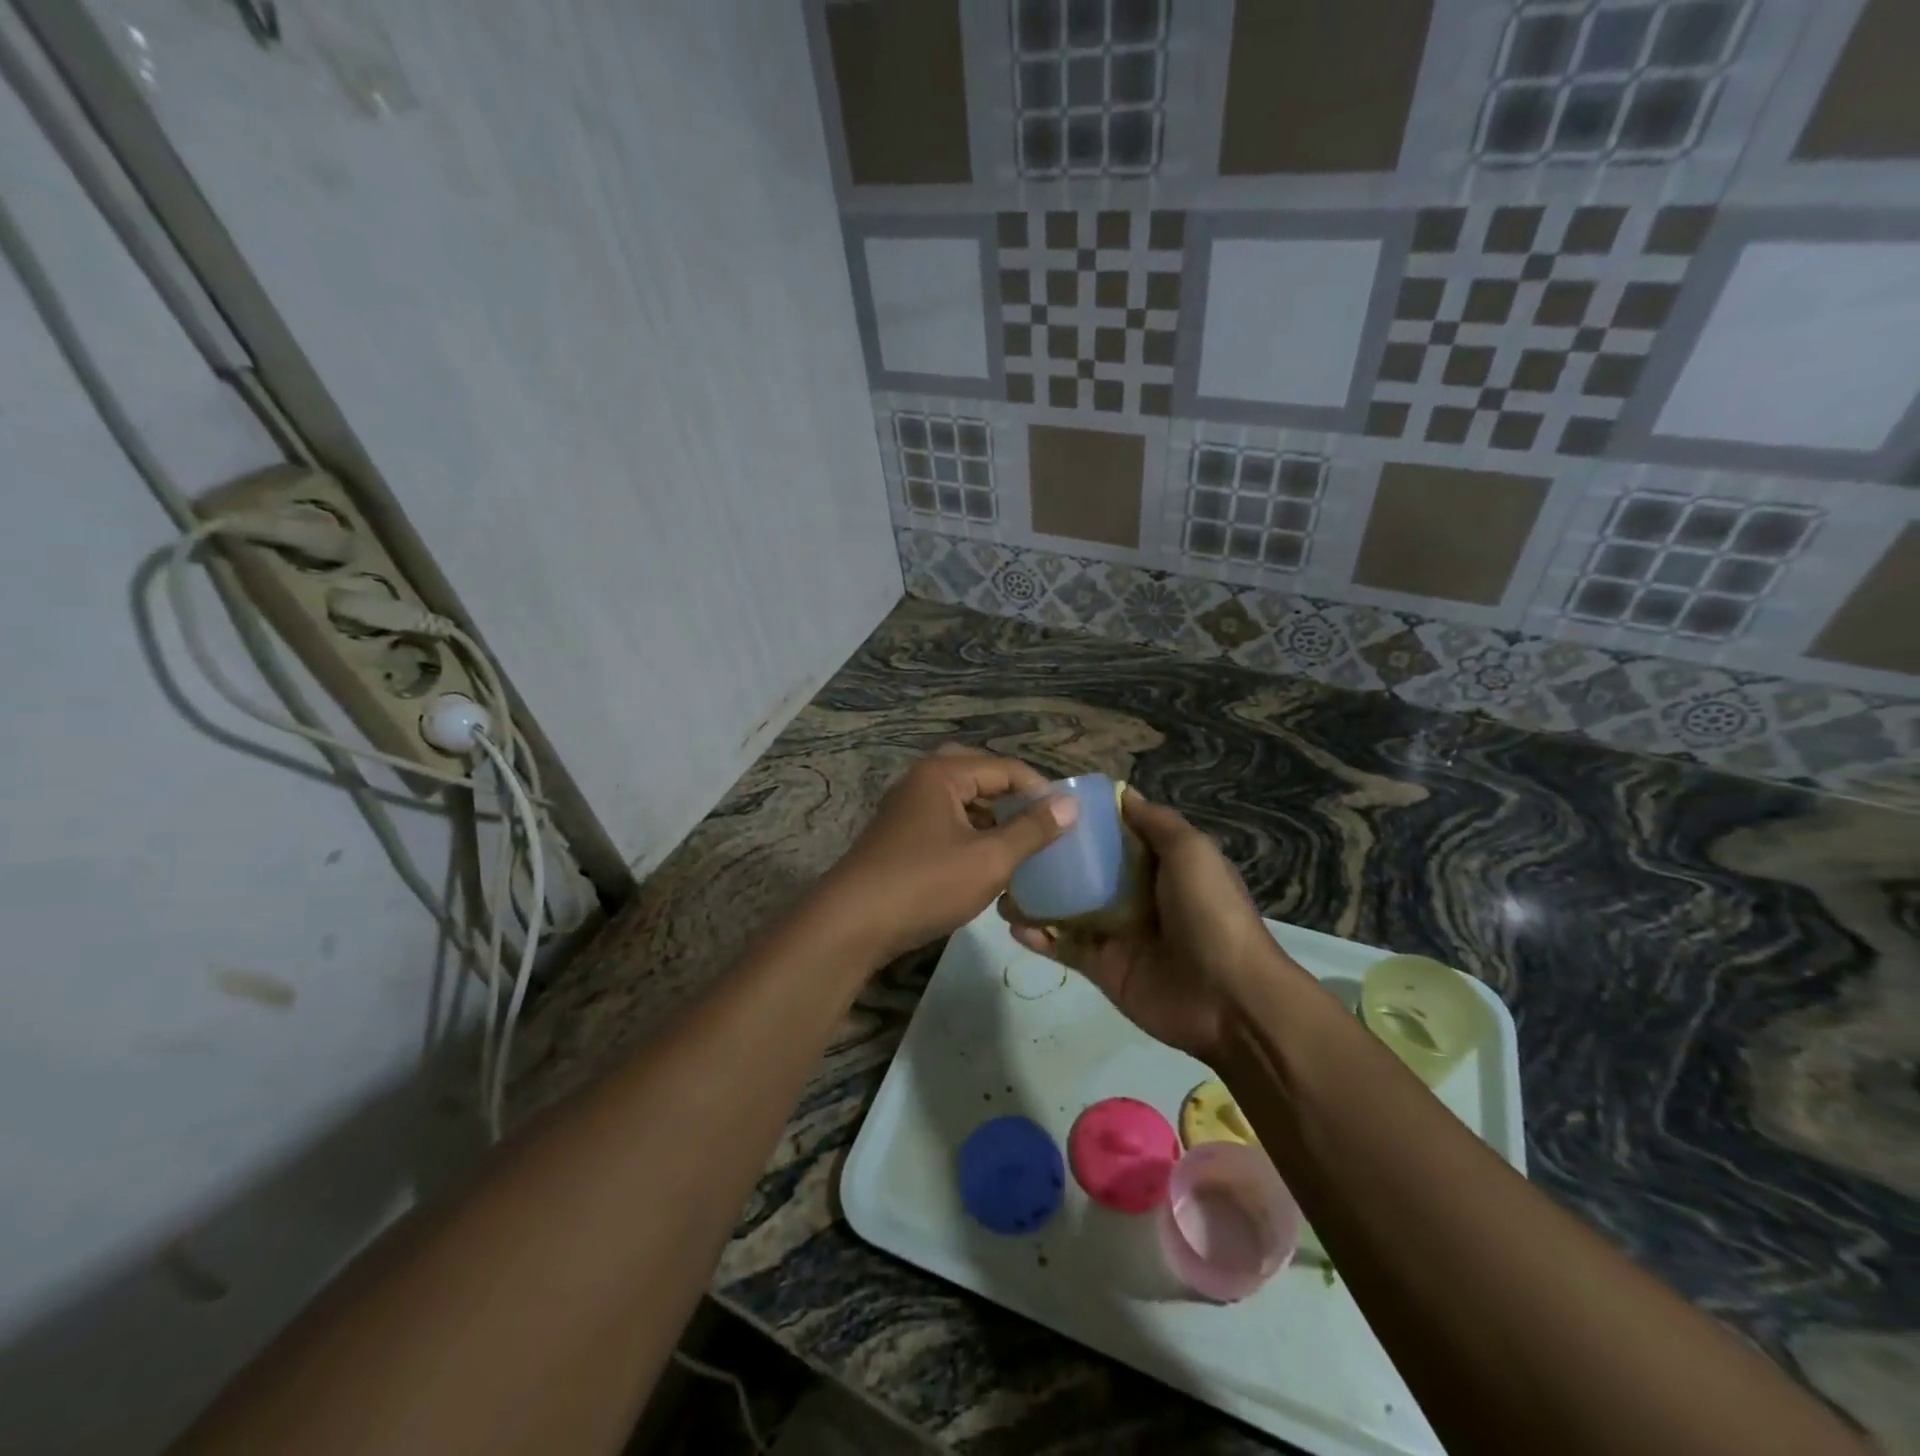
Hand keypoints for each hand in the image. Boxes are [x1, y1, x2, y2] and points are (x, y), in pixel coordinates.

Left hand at [820, 747, 1078, 962]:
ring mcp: (905, 810)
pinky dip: (969, 834)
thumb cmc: (926, 884)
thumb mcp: (989, 859)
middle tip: (1040, 821)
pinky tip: (986, 862)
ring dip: (991, 817)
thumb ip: (1032, 829)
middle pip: (979, 776)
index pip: (1005, 768)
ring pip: (960, 801)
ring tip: (1021, 843)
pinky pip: (944, 823)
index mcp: (942, 774)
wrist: (850, 924)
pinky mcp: (898, 838)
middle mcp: (920, 782)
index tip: (1068, 819)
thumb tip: (1070, 804)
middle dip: (1012, 797)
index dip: (1040, 790)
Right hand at [1001, 789, 1291, 1059]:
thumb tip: (1123, 793)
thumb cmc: (1210, 912)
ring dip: (1035, 896)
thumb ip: (1156, 823)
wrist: (1228, 997)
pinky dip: (1037, 936)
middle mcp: (1133, 893)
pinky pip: (1062, 946)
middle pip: (1085, 870)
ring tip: (1001, 883)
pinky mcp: (1100, 966)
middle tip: (1010, 842)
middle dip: (1051, 857)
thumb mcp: (1191, 852)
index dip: (1085, 819)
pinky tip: (1012, 923)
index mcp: (1158, 864)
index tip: (1045, 803)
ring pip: (1066, 907)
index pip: (1115, 834)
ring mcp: (1114, 931)